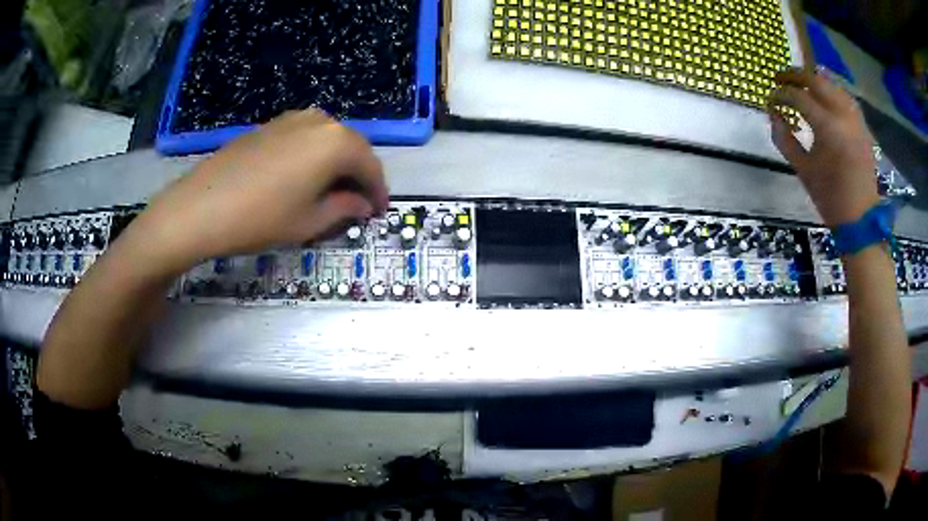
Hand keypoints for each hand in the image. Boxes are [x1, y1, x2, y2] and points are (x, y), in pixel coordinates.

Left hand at [127, 110, 388, 272]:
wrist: (201, 206)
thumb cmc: (261, 218)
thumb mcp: (309, 222)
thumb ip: (344, 209)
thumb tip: (363, 205)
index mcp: (337, 142)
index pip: (371, 166)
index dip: (378, 192)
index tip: (379, 212)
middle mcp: (320, 121)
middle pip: (351, 147)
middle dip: (359, 175)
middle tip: (358, 203)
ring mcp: (292, 118)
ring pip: (328, 140)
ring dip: (336, 164)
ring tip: (330, 191)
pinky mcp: (270, 124)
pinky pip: (305, 137)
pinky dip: (313, 155)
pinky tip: (302, 176)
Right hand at [768, 68, 878, 227]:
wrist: (861, 219)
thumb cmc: (830, 198)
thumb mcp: (803, 170)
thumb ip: (785, 139)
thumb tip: (773, 115)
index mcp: (828, 128)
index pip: (799, 97)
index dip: (781, 94)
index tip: (770, 98)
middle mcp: (843, 116)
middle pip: (816, 80)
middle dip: (795, 76)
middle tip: (781, 79)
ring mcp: (855, 119)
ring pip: (832, 84)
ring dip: (814, 80)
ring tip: (802, 83)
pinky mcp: (862, 125)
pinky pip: (845, 96)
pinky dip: (832, 90)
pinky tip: (825, 95)